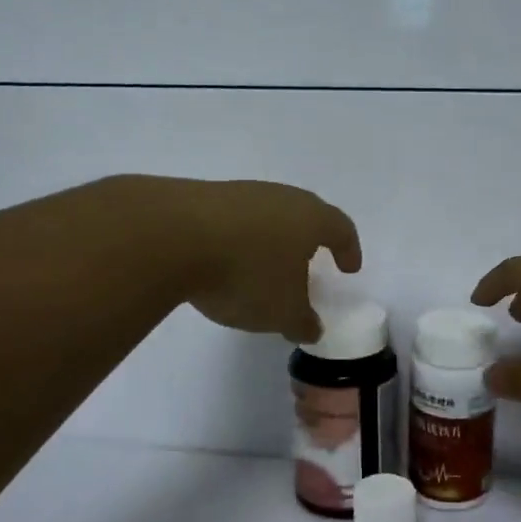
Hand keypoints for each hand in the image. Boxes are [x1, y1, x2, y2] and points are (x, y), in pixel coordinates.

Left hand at [165, 178, 361, 342]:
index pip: (341, 229)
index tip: (349, 268)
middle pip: (304, 216)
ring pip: (267, 216)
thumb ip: (302, 322)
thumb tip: (311, 327)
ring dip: (270, 241)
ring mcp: (241, 194)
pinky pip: (233, 221)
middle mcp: (281, 197)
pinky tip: (225, 263)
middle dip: (308, 242)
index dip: (349, 249)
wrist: (172, 236)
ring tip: (263, 269)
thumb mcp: (282, 311)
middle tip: (309, 265)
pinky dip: (238, 241)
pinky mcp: (204, 198)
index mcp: (311, 218)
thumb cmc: (247, 273)